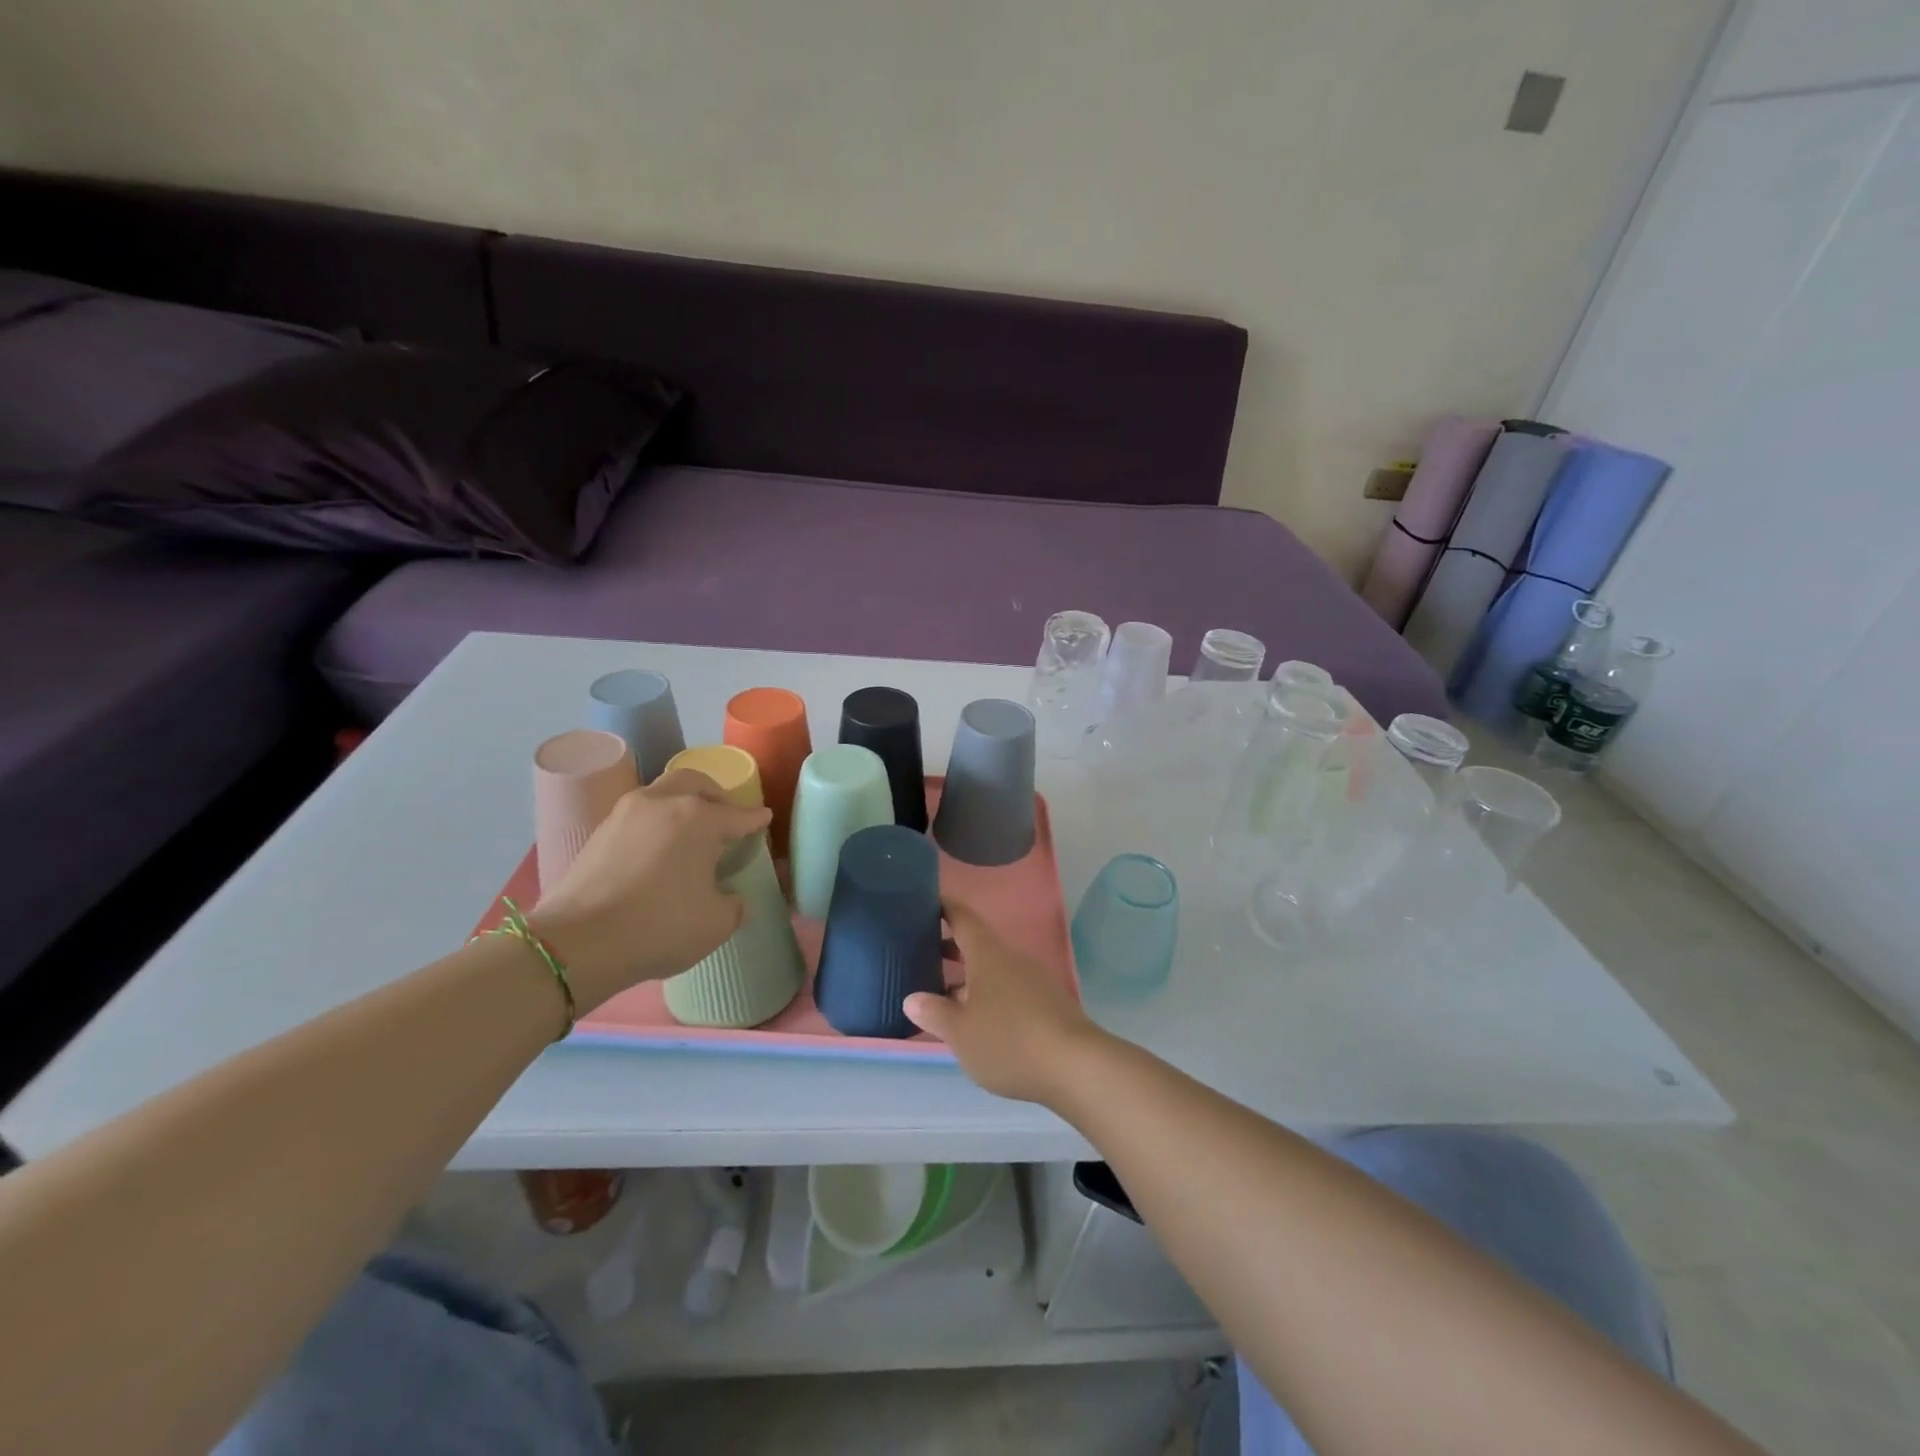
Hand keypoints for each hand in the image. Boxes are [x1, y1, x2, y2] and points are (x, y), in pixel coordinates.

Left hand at [529, 769, 770, 1008]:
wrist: (577, 943)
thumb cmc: (659, 926)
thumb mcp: (716, 924)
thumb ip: (733, 905)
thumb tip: (732, 898)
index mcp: (699, 818)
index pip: (737, 815)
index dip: (754, 819)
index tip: (764, 819)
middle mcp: (663, 803)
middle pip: (695, 782)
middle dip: (715, 795)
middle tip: (725, 815)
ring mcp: (625, 814)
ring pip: (661, 793)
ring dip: (680, 804)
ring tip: (689, 831)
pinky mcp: (598, 832)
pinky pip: (638, 816)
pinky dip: (655, 823)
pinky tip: (658, 849)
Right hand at [903, 897, 1102, 1104]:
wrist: (1076, 1066)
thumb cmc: (1009, 1040)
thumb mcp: (960, 1032)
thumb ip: (934, 1012)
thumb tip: (912, 998)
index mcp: (988, 954)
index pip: (962, 918)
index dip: (943, 907)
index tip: (925, 901)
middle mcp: (1011, 959)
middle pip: (978, 944)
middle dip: (950, 946)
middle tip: (921, 951)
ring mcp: (1033, 981)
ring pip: (994, 970)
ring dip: (969, 976)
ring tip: (943, 993)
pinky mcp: (1047, 1005)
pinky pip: (1009, 990)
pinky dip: (988, 996)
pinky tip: (978, 1021)